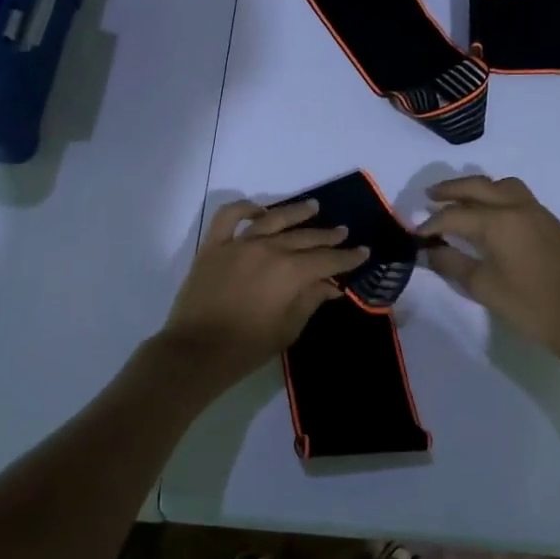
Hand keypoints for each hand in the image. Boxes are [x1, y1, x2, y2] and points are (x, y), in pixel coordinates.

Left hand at [160, 198, 368, 384]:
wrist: (196, 352)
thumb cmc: (247, 347)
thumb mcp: (288, 329)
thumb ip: (310, 301)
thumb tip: (329, 285)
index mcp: (290, 272)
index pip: (327, 260)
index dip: (347, 257)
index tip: (363, 251)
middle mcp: (268, 250)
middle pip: (304, 238)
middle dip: (327, 236)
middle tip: (343, 231)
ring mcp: (239, 244)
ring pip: (273, 219)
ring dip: (296, 212)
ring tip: (313, 206)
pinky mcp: (213, 246)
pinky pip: (228, 217)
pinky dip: (244, 208)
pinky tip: (259, 210)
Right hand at [419, 176, 559, 355]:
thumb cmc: (527, 305)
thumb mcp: (482, 287)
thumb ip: (451, 263)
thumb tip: (428, 250)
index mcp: (498, 222)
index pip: (455, 216)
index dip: (432, 224)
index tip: (416, 234)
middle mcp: (518, 208)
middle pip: (479, 187)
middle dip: (451, 190)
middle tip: (430, 196)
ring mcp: (540, 214)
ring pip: (504, 186)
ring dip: (480, 188)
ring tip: (463, 200)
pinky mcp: (554, 226)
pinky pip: (522, 199)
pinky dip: (501, 199)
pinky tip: (496, 219)